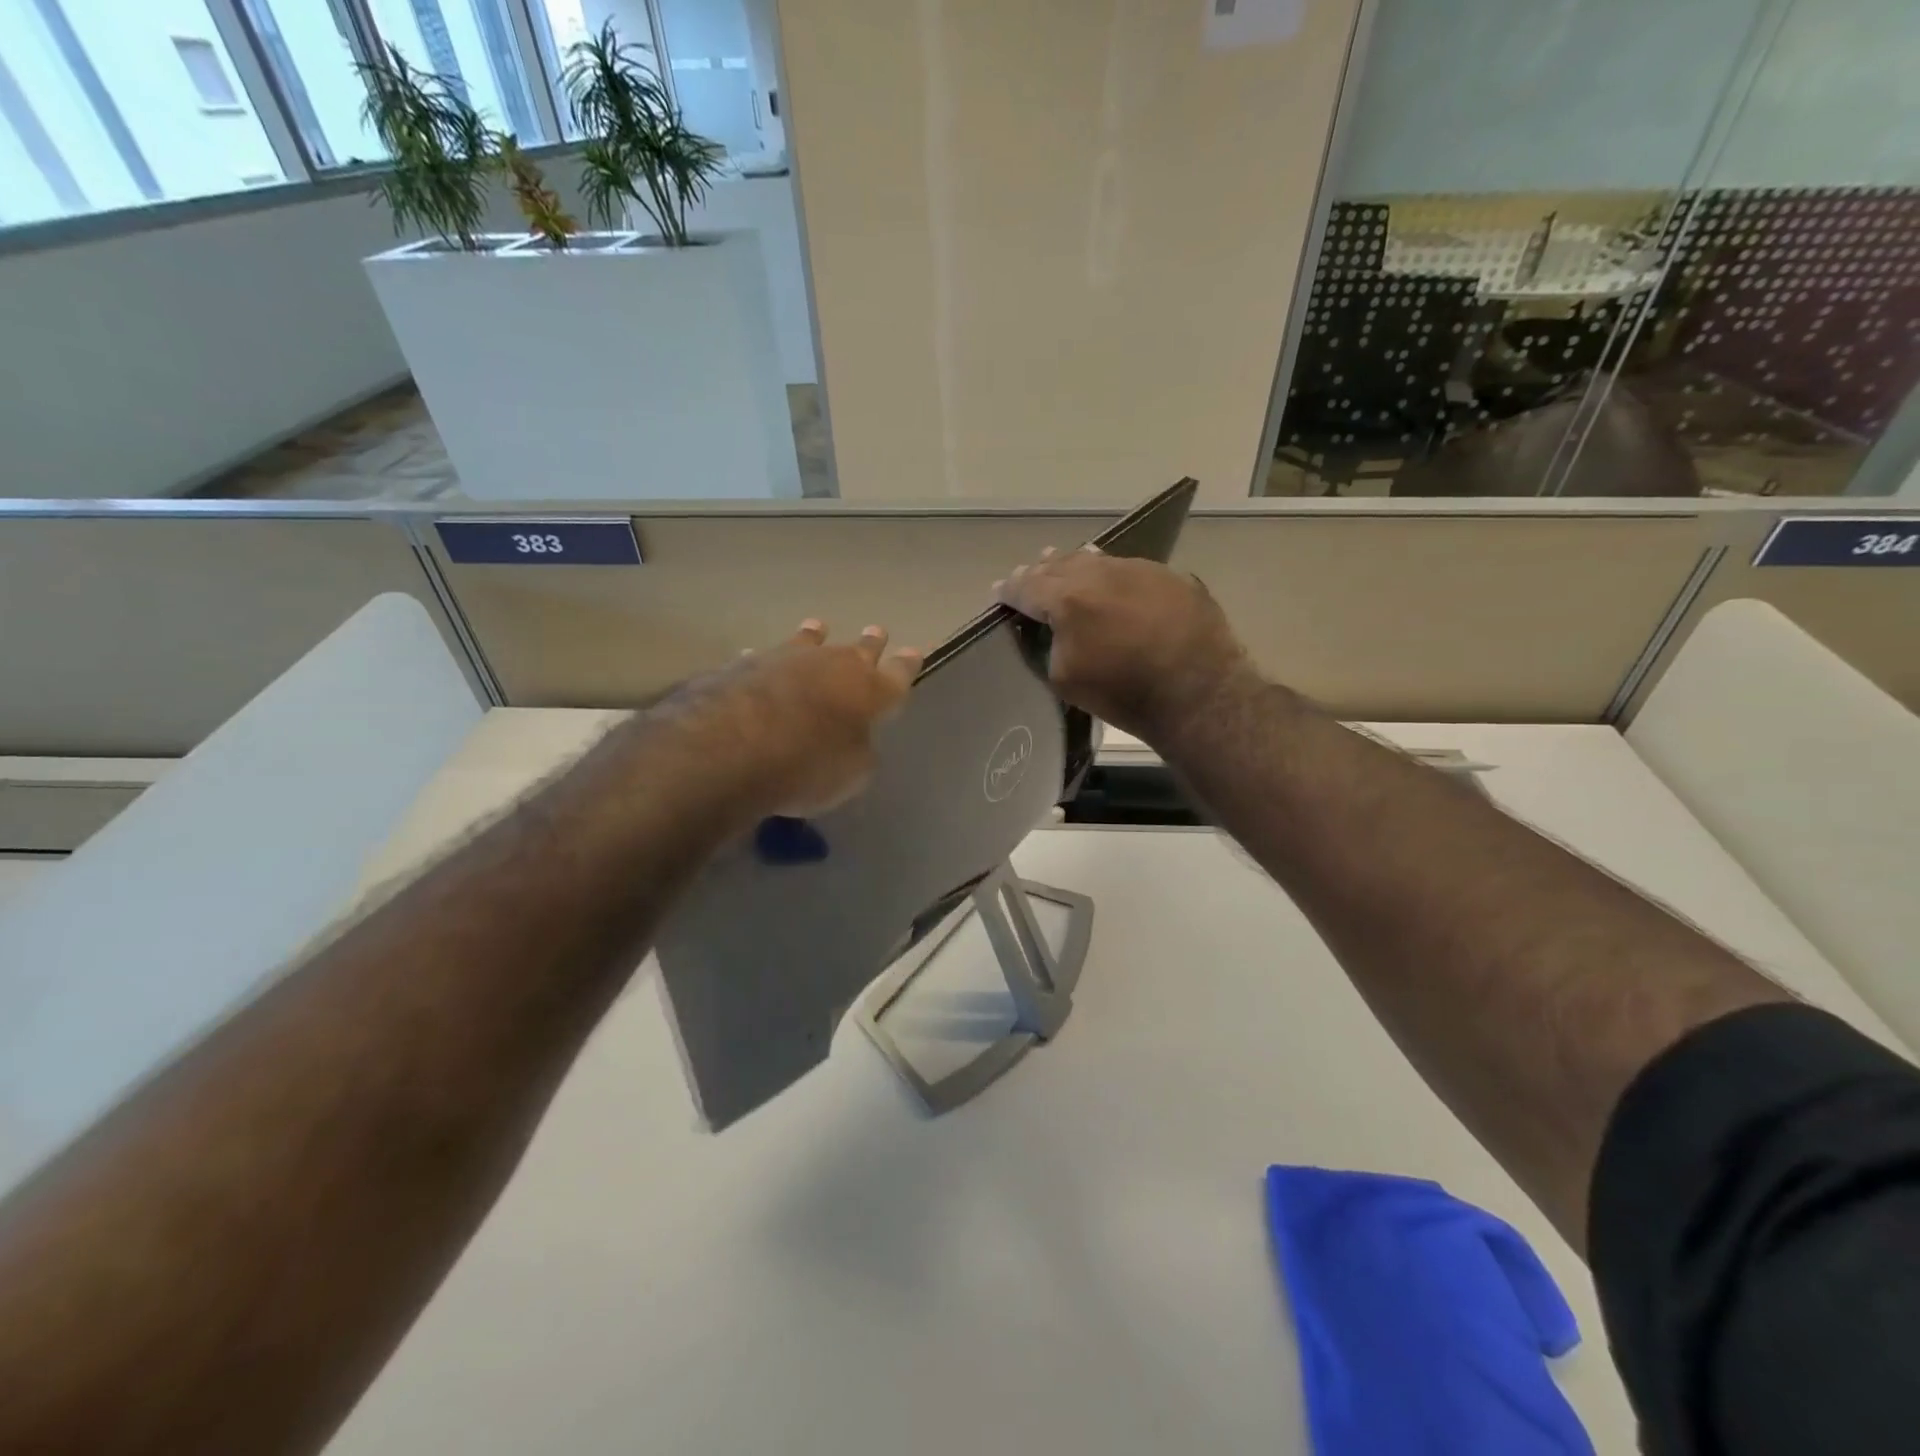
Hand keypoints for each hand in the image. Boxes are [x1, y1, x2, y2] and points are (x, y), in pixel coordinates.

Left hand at [668, 620, 921, 816]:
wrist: (732, 746)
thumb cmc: (807, 766)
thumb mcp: (851, 774)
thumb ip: (858, 753)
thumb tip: (853, 742)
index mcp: (869, 692)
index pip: (897, 674)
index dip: (906, 665)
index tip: (914, 652)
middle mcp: (831, 666)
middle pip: (858, 650)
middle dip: (870, 643)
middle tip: (876, 630)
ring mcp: (785, 659)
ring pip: (807, 642)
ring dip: (814, 636)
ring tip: (817, 626)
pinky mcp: (743, 667)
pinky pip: (760, 660)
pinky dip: (763, 663)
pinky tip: (755, 659)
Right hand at [994, 548, 1254, 743]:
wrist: (1198, 693)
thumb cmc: (1123, 693)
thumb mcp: (1065, 678)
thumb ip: (1050, 644)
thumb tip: (1054, 629)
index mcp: (1067, 599)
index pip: (1026, 587)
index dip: (1009, 590)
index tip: (999, 592)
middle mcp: (1100, 573)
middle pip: (1060, 565)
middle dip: (1040, 572)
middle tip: (1028, 576)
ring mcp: (1139, 570)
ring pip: (1097, 560)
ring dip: (1076, 566)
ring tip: (1064, 565)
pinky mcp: (1171, 577)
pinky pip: (1130, 570)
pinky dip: (1113, 576)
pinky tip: (1113, 584)